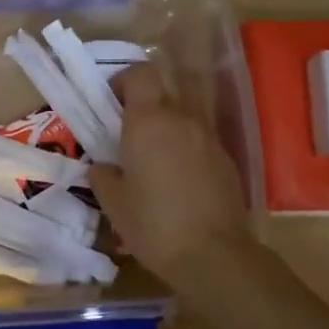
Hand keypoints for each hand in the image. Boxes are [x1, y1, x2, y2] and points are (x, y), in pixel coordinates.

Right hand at [89, 64, 253, 291]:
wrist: (214, 255)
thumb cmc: (153, 224)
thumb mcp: (113, 203)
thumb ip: (102, 175)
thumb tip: (102, 165)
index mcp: (148, 121)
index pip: (140, 73)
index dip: (124, 80)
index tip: (111, 103)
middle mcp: (181, 119)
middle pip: (161, 95)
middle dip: (143, 109)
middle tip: (128, 138)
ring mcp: (208, 138)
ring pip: (181, 119)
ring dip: (165, 131)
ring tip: (153, 164)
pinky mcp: (226, 159)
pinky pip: (199, 142)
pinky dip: (185, 151)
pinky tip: (178, 183)